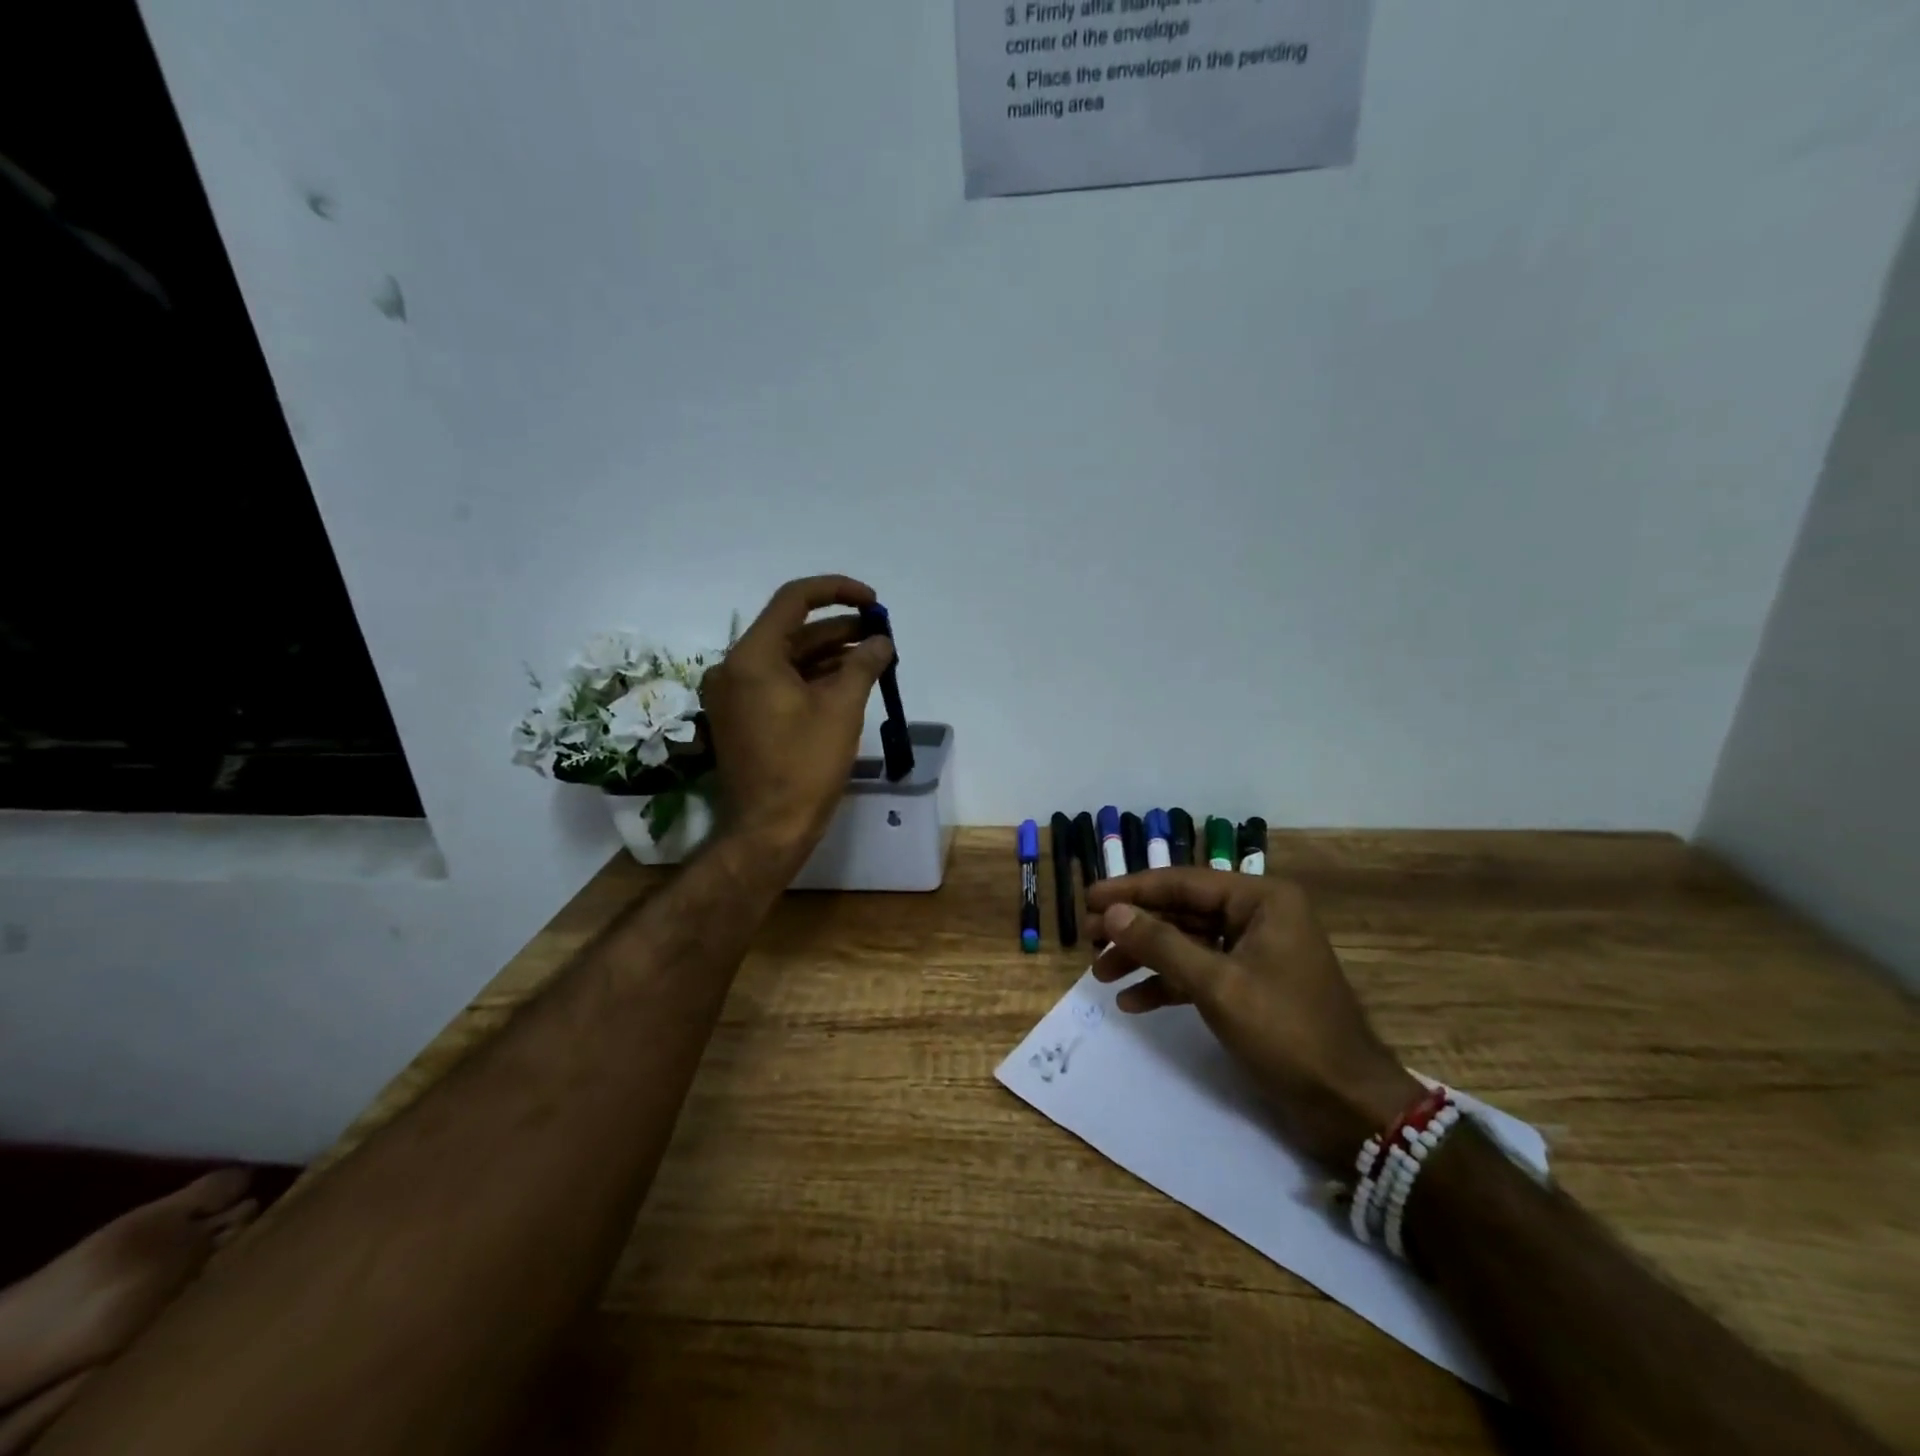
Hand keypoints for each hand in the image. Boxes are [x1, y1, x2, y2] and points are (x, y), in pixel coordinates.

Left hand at [699, 575, 894, 862]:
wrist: (769, 829)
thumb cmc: (804, 766)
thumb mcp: (842, 709)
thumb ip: (864, 664)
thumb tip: (881, 641)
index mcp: (752, 657)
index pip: (794, 600)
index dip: (837, 591)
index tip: (873, 602)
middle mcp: (734, 667)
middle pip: (791, 630)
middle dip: (839, 628)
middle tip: (880, 633)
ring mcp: (735, 694)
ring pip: (788, 658)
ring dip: (829, 654)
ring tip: (873, 656)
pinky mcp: (743, 716)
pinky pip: (780, 683)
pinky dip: (812, 678)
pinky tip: (848, 682)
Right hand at [1088, 871, 1422, 1169]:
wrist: (1348, 1106)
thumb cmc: (1286, 1032)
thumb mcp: (1217, 984)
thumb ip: (1161, 944)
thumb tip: (1111, 912)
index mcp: (1261, 900)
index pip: (1183, 883)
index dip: (1131, 890)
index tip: (1088, 899)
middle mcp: (1258, 916)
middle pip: (1182, 911)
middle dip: (1134, 927)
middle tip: (1088, 938)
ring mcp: (1255, 953)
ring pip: (1186, 943)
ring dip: (1144, 958)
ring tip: (1100, 975)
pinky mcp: (1250, 987)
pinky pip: (1199, 973)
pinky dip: (1167, 985)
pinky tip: (1133, 1002)